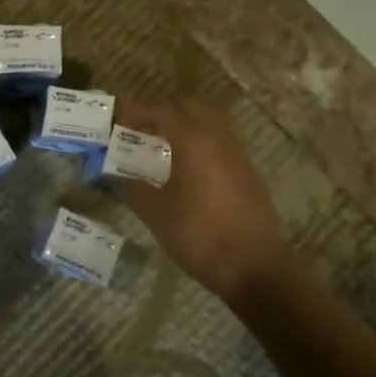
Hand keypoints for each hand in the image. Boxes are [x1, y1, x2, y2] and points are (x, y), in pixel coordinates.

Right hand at [112, 99, 293, 301]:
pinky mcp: (249, 176)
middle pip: (191, 108)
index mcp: (194, 142)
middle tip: (142, 130)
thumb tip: (120, 176)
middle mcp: (219, 140)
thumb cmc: (199, 235)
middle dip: (164, 113)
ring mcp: (238, 157)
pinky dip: (201, 146)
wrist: (255, 268)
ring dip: (185, 128)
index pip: (163, 111)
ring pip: (210, 125)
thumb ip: (134, 189)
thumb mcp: (156, 214)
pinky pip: (221, 146)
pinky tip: (188, 172)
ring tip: (163, 150)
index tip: (120, 122)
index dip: (139, 112)